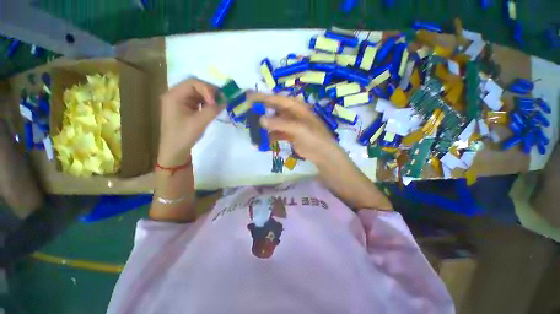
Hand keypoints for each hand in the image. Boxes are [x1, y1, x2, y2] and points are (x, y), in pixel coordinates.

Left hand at [158, 78, 221, 165]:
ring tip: (219, 105)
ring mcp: (180, 101)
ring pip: (198, 93)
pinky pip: (198, 101)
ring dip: (209, 97)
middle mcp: (175, 95)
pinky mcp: (185, 108)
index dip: (207, 89)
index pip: (193, 82)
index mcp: (174, 96)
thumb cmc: (183, 136)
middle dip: (210, 92)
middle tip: (222, 100)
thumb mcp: (199, 122)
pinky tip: (212, 109)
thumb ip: (212, 110)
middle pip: (195, 86)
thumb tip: (225, 100)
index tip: (216, 102)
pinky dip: (207, 103)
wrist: (174, 150)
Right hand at [248, 93, 341, 164]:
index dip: (263, 97)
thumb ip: (280, 123)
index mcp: (297, 107)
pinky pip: (277, 133)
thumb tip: (261, 119)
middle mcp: (293, 113)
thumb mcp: (298, 128)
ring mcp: (291, 125)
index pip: (277, 99)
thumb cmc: (313, 138)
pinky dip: (270, 136)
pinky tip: (262, 141)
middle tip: (247, 110)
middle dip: (261, 109)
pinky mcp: (290, 135)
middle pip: (274, 109)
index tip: (248, 96)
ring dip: (264, 125)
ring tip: (252, 128)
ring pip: (274, 121)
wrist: (323, 154)